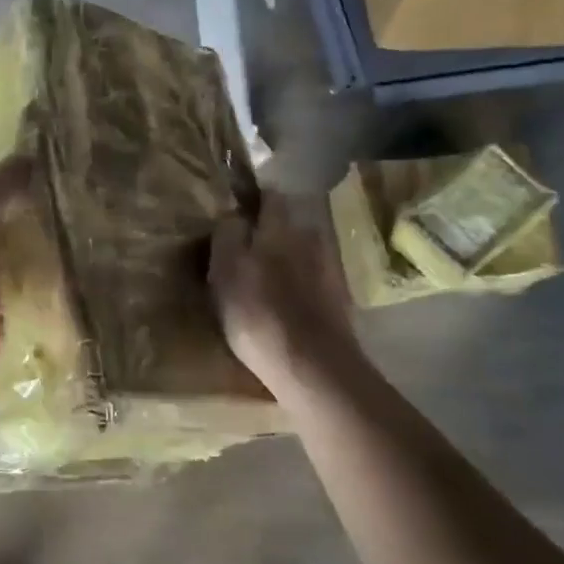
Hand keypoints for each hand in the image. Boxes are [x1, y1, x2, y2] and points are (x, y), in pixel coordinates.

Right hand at [210, 190, 358, 395]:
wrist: (313, 367)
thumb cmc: (258, 313)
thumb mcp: (225, 270)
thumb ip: (228, 234)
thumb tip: (233, 213)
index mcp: (280, 227)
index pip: (270, 196)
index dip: (254, 198)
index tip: (237, 207)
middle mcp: (310, 238)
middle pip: (289, 223)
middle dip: (270, 230)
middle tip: (246, 247)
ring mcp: (329, 270)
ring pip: (302, 252)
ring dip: (286, 258)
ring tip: (265, 279)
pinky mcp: (338, 300)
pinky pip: (313, 280)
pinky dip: (300, 284)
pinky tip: (286, 303)